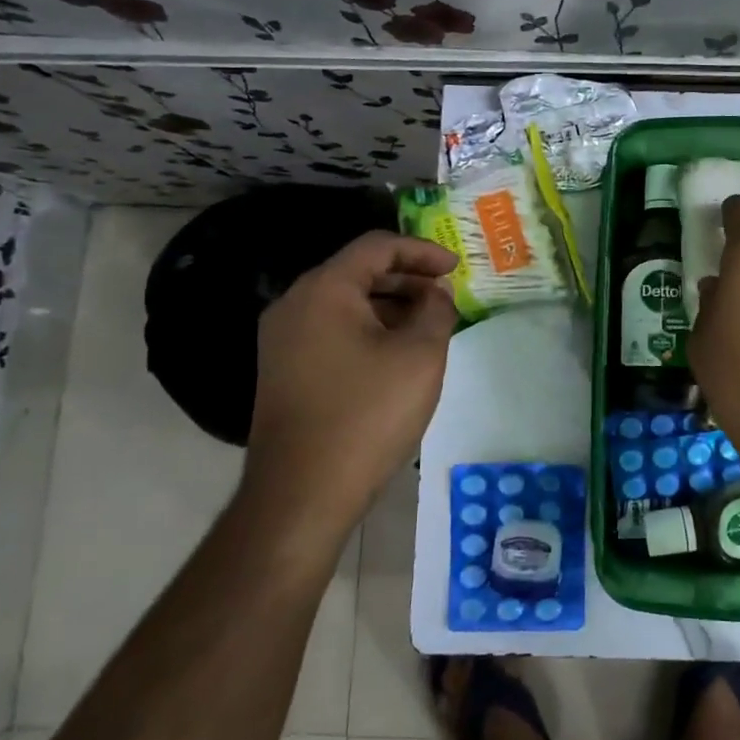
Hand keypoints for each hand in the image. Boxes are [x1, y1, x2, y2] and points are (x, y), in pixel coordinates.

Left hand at [246, 230, 458, 537]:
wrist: (302, 493)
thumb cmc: (368, 414)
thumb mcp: (420, 356)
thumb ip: (436, 311)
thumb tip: (436, 292)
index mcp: (324, 290)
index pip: (377, 247)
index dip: (422, 250)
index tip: (457, 268)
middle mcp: (294, 305)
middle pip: (358, 272)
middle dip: (408, 278)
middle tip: (446, 296)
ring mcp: (283, 340)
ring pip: (345, 304)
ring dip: (390, 306)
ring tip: (429, 325)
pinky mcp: (284, 370)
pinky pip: (331, 331)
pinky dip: (368, 330)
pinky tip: (396, 355)